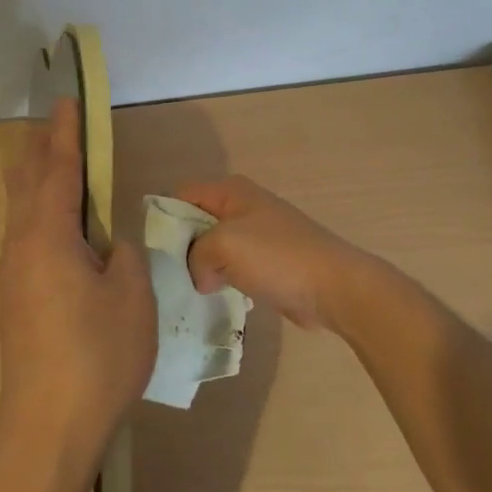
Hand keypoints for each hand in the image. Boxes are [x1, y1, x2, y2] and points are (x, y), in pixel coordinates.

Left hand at [0, 100, 154, 479]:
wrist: (48, 429)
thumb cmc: (97, 356)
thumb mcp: (132, 297)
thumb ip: (123, 256)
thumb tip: (108, 245)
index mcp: (48, 236)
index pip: (58, 169)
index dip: (66, 133)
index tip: (68, 101)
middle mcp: (20, 246)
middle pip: (27, 182)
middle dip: (42, 150)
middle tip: (60, 126)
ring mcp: (11, 275)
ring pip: (20, 210)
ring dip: (36, 180)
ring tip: (55, 166)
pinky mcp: (13, 300)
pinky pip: (23, 236)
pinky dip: (38, 212)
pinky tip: (55, 226)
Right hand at [176, 176, 384, 330]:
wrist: (334, 287)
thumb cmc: (277, 257)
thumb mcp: (223, 245)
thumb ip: (196, 255)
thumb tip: (201, 276)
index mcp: (231, 191)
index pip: (182, 195)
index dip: (166, 219)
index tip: (157, 252)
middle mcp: (243, 206)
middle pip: (197, 222)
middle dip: (184, 248)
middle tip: (171, 277)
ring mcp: (258, 235)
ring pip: (215, 248)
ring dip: (205, 269)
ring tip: (191, 292)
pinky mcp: (269, 263)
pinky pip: (234, 268)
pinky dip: (225, 281)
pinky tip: (220, 300)